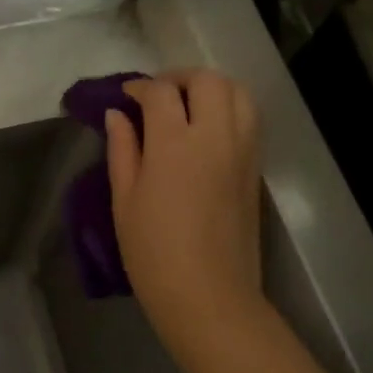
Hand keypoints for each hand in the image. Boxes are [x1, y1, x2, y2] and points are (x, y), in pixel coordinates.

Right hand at [105, 69, 263, 355]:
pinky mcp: (255, 169)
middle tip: (158, 96)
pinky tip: (207, 132)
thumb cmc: (153, 252)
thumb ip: (122, 150)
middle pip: (208, 80)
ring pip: (238, 93)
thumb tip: (117, 115)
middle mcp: (215, 136)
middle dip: (180, 78)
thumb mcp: (124, 200)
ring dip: (212, 89)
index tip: (125, 97)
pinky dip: (229, 110)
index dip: (140, 87)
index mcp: (175, 143)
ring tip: (188, 107)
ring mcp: (242, 151)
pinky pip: (249, 120)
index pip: (161, 92)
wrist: (208, 295)